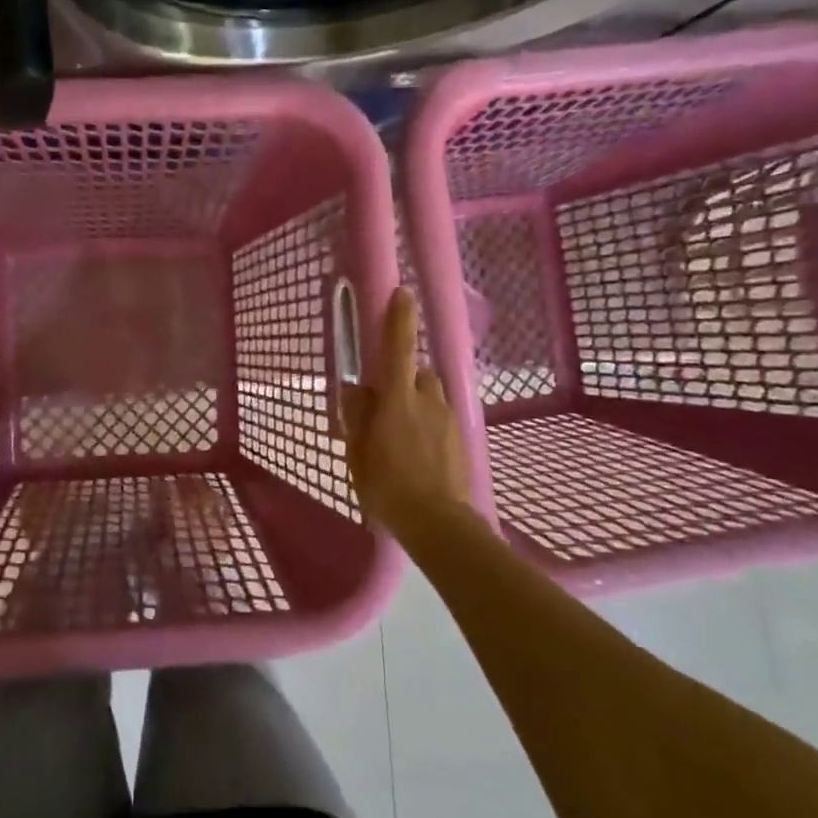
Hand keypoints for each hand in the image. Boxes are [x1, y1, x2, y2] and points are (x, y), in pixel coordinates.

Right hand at [340, 289, 470, 533]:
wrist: (440, 523)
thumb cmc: (389, 488)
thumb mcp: (358, 454)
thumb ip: (357, 418)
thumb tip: (356, 390)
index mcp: (397, 401)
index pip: (398, 349)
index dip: (400, 319)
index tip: (402, 293)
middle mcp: (426, 400)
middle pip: (416, 372)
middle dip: (402, 379)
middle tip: (386, 408)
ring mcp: (448, 418)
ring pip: (430, 394)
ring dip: (417, 402)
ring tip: (404, 434)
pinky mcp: (461, 436)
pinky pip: (441, 416)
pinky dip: (429, 423)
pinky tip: (420, 452)